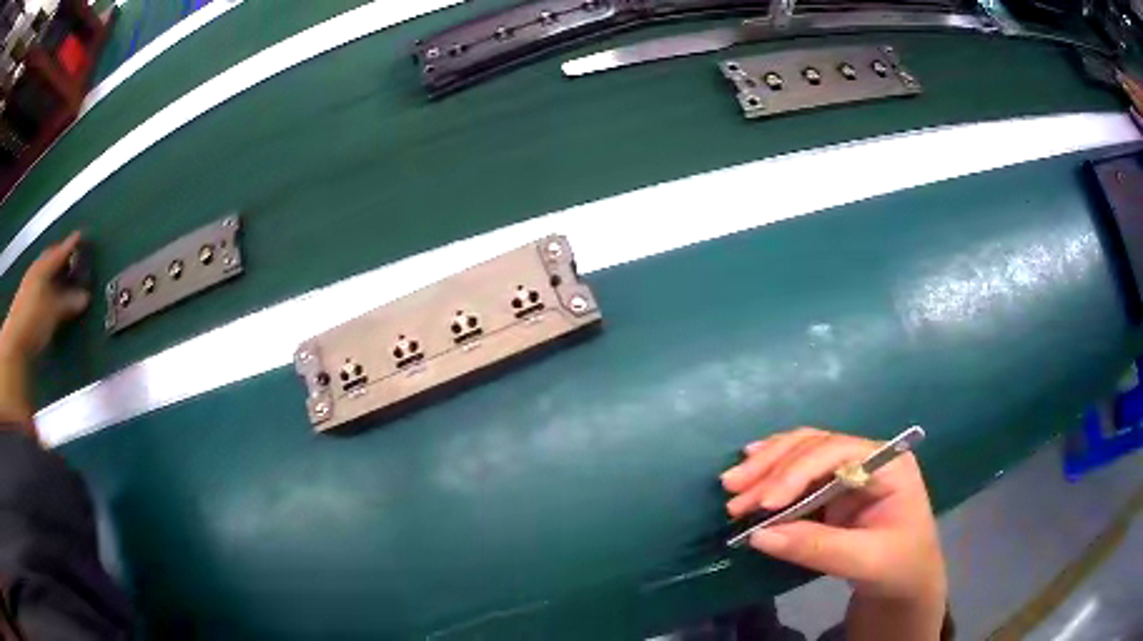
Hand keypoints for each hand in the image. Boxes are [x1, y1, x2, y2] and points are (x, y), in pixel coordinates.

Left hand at [0, 232, 89, 361]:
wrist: (15, 343)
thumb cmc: (34, 320)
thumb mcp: (53, 312)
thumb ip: (69, 303)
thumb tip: (85, 297)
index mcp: (43, 266)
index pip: (60, 251)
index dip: (71, 244)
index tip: (81, 236)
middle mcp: (36, 271)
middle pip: (50, 260)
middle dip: (61, 259)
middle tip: (73, 258)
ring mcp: (29, 287)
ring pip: (45, 275)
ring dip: (54, 276)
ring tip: (63, 279)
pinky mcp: (26, 304)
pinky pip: (40, 288)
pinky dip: (48, 288)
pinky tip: (51, 297)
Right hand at [721, 428, 945, 603]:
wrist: (906, 581)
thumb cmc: (898, 567)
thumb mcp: (864, 561)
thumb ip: (816, 547)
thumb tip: (759, 535)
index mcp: (888, 464)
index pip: (839, 452)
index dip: (798, 471)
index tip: (765, 503)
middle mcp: (867, 456)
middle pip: (815, 445)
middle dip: (773, 467)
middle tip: (733, 492)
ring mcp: (849, 469)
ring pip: (802, 451)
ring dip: (765, 465)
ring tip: (731, 484)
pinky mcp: (833, 486)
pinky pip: (798, 469)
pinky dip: (772, 470)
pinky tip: (750, 466)